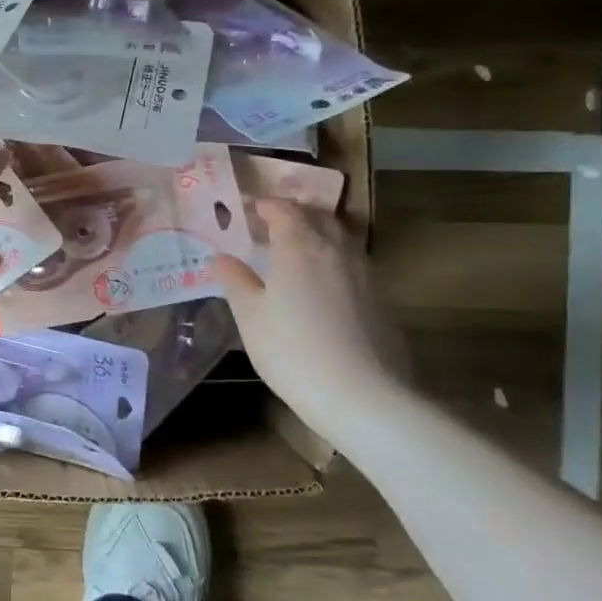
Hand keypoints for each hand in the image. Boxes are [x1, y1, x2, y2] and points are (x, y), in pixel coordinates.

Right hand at [213, 199, 408, 432]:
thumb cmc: (292, 350)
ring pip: (340, 238)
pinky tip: (320, 284)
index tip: (247, 209)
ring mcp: (364, 273)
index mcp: (299, 246)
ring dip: (317, 234)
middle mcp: (336, 249)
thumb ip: (236, 281)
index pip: (283, 210)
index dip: (264, 205)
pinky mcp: (380, 298)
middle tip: (270, 224)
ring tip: (295, 251)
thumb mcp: (250, 316)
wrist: (362, 395)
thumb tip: (221, 257)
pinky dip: (333, 260)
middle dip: (294, 214)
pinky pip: (352, 263)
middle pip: (318, 217)